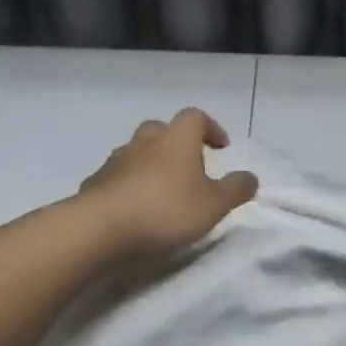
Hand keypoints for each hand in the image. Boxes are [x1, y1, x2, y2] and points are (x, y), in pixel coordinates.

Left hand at [79, 109, 258, 261]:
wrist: (100, 229)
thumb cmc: (166, 211)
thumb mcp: (214, 205)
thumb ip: (235, 189)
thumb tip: (251, 177)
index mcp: (176, 141)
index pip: (195, 117)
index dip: (211, 128)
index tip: (221, 148)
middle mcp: (144, 143)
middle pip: (161, 129)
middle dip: (177, 143)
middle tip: (189, 168)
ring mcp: (115, 161)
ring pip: (136, 152)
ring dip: (150, 163)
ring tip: (162, 191)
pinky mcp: (95, 183)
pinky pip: (116, 176)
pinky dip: (128, 185)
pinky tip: (134, 208)